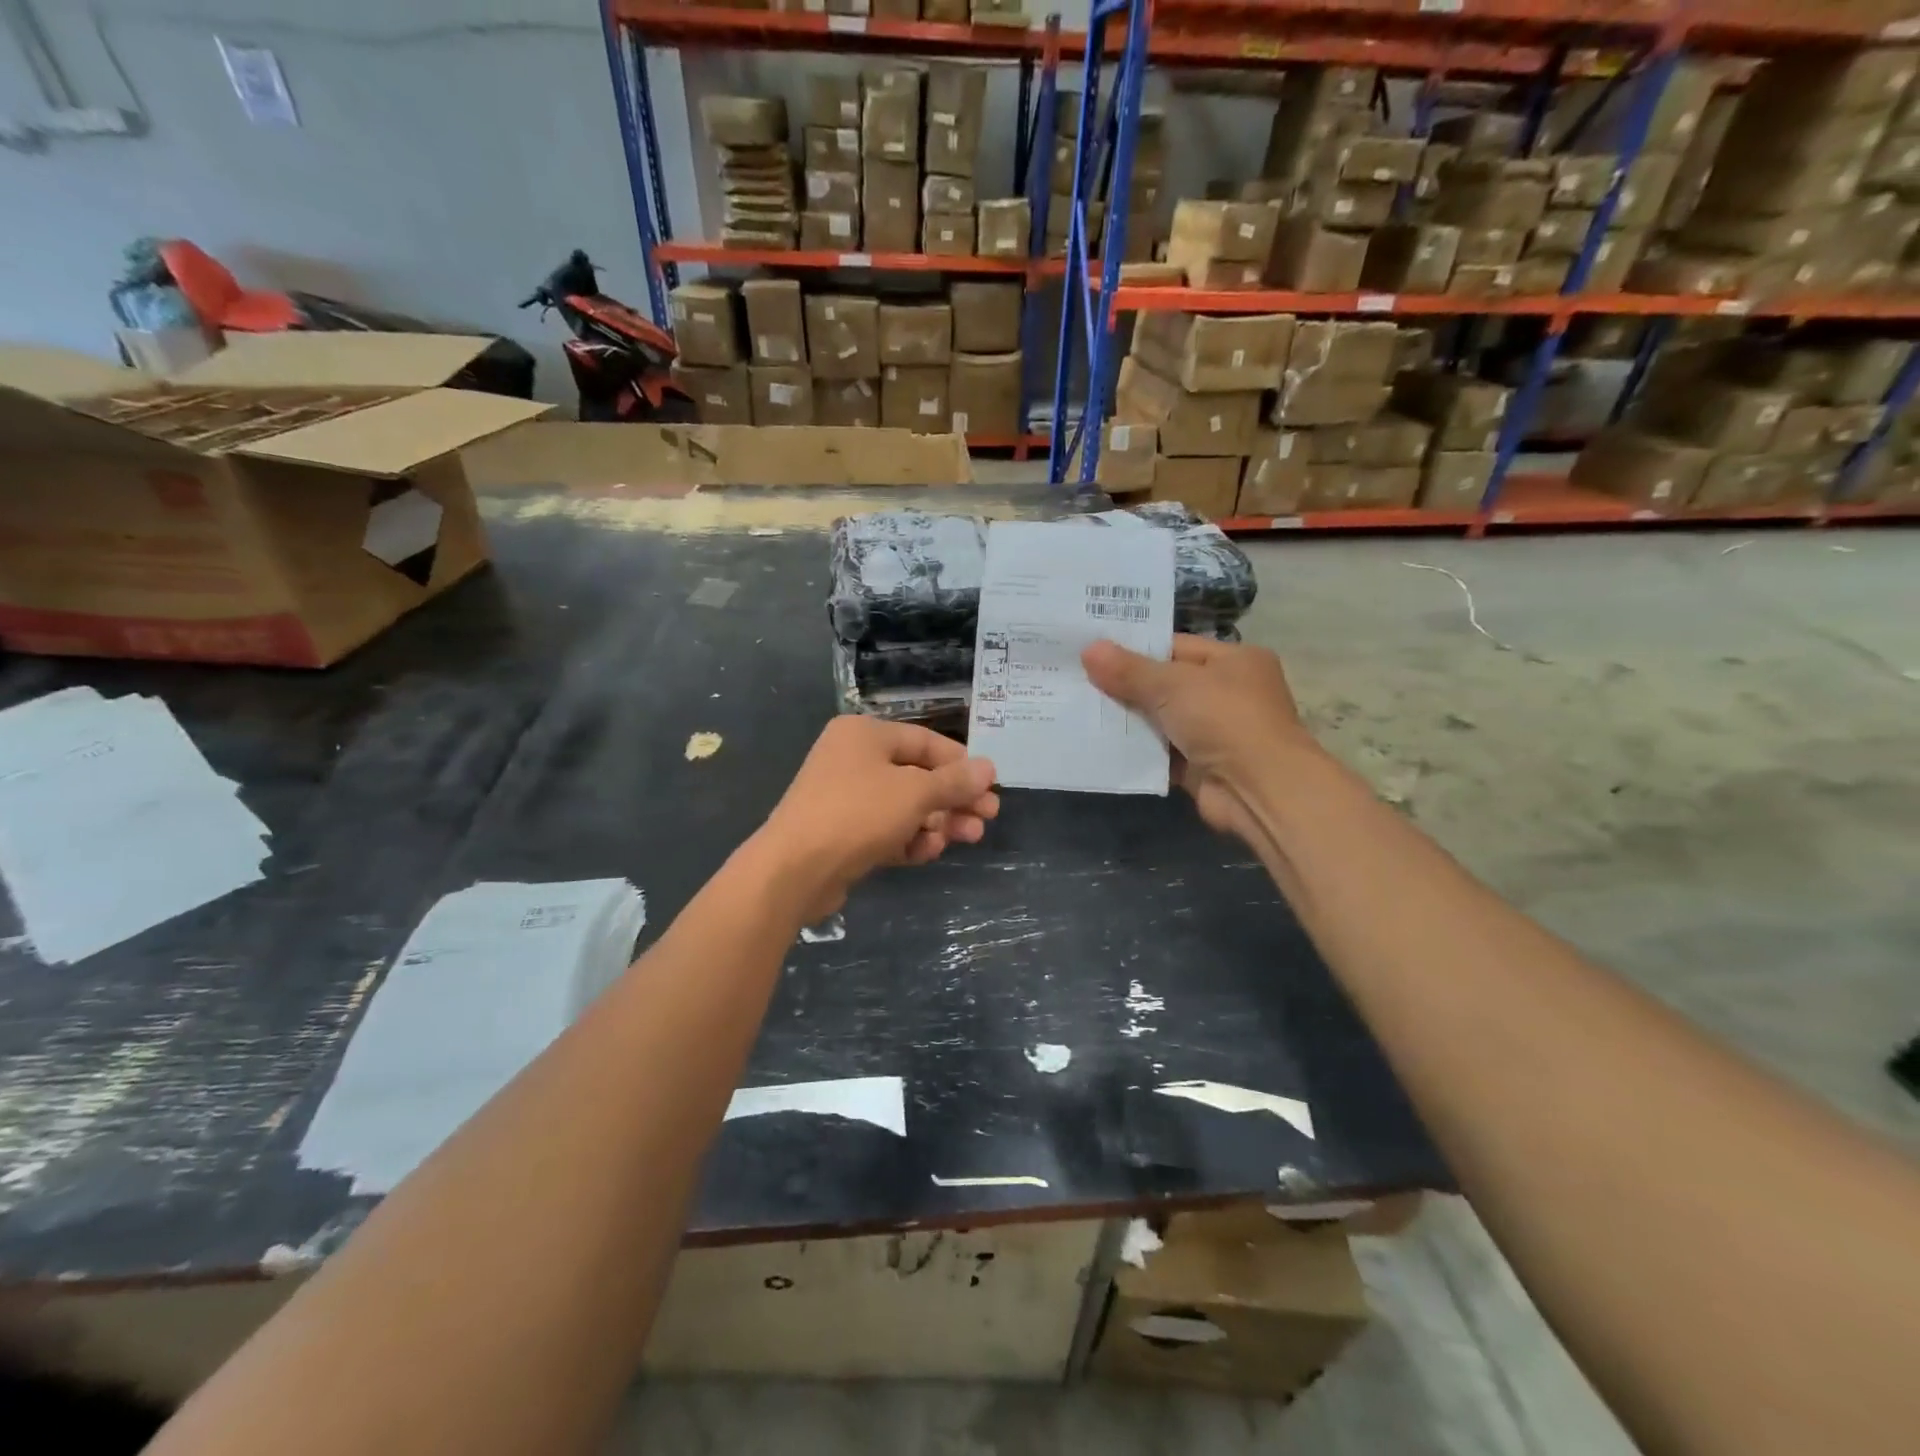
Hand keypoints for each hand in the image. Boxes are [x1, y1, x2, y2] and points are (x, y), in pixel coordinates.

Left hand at [756, 716, 998, 917]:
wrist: (794, 870)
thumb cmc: (858, 814)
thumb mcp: (915, 794)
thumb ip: (954, 781)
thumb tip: (988, 768)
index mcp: (865, 734)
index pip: (926, 742)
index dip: (962, 765)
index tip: (991, 788)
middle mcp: (853, 759)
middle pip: (918, 776)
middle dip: (953, 799)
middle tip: (986, 819)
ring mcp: (845, 797)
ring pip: (904, 806)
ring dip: (937, 822)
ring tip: (965, 839)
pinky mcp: (842, 833)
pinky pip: (885, 829)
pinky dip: (909, 839)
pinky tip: (927, 853)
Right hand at [1082, 635, 1311, 847]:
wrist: (1259, 790)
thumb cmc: (1224, 720)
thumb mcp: (1173, 685)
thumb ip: (1129, 670)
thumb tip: (1089, 649)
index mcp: (1234, 661)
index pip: (1176, 646)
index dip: (1135, 648)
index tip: (1093, 650)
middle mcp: (1228, 693)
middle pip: (1166, 684)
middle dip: (1125, 685)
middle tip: (1077, 679)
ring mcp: (1215, 732)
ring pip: (1161, 720)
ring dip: (1128, 720)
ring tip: (1079, 709)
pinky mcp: (1201, 767)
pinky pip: (1160, 753)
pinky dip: (1136, 751)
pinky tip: (1099, 743)